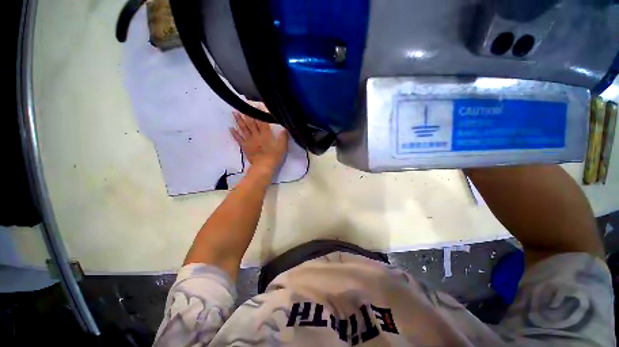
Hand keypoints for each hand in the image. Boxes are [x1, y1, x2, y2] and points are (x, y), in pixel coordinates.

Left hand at [230, 110, 287, 173]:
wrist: (264, 166)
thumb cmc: (275, 156)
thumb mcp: (283, 146)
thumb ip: (283, 137)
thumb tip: (285, 128)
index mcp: (266, 134)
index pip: (262, 121)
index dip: (259, 113)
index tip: (256, 104)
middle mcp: (256, 135)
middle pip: (251, 123)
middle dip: (247, 113)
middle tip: (242, 105)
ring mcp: (249, 140)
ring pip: (243, 128)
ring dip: (239, 120)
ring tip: (234, 112)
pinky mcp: (245, 147)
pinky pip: (238, 139)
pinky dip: (234, 133)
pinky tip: (230, 128)